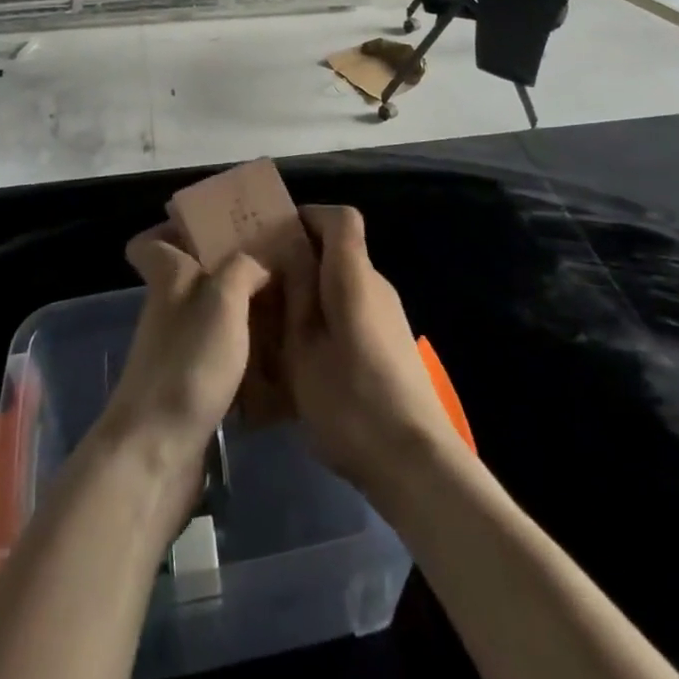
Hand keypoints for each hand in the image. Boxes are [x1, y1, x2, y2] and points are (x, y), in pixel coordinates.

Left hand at [96, 223, 269, 475]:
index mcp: (168, 277)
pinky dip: (243, 349)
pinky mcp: (190, 386)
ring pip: (208, 313)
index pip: (149, 241)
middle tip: (273, 261)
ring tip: (285, 302)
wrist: (157, 451)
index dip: (172, 228)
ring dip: (240, 307)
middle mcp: (167, 308)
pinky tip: (276, 350)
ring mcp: (176, 349)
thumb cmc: (188, 361)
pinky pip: (219, 352)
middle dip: (226, 265)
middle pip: (189, 274)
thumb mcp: (223, 298)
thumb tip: (265, 260)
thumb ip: (245, 267)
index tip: (211, 225)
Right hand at [279, 205, 464, 494]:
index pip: (341, 218)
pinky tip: (305, 361)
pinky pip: (354, 313)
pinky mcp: (392, 345)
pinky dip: (327, 321)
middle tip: (262, 287)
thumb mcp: (304, 350)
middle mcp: (377, 286)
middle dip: (301, 260)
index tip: (276, 234)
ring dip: (311, 296)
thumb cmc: (350, 402)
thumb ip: (295, 297)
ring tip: (276, 329)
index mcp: (354, 276)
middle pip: (340, 252)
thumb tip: (289, 254)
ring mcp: (388, 317)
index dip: (309, 216)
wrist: (415, 462)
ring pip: (344, 286)